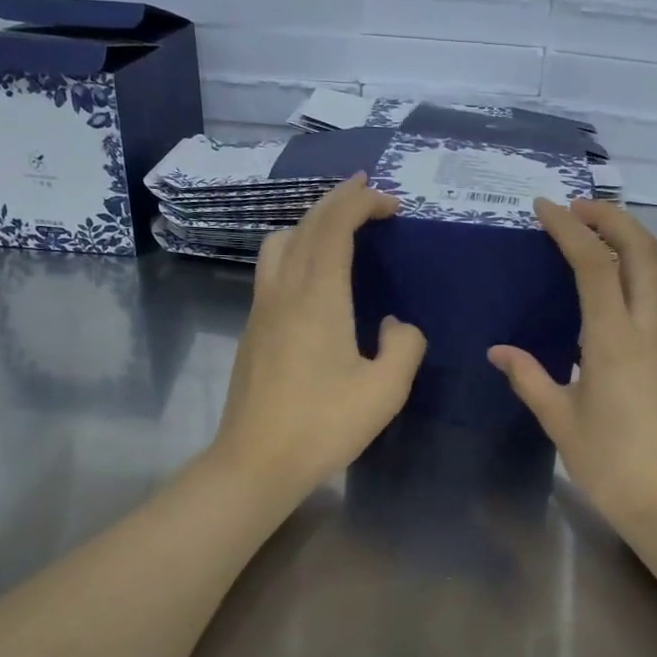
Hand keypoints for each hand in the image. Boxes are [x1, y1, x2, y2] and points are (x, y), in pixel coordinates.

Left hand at [210, 174, 426, 501]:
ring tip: (338, 231)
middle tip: (367, 195)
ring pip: (279, 244)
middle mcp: (284, 292)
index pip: (334, 228)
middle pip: (305, 226)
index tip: (388, 200)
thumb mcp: (385, 390)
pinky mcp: (252, 331)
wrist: (257, 462)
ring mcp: (262, 310)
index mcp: (318, 298)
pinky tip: (315, 278)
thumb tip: (396, 325)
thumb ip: (404, 347)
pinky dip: (297, 251)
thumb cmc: (324, 425)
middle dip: (337, 202)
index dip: (360, 204)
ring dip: (310, 224)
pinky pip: (272, 270)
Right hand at [489, 198, 656, 535]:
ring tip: (584, 259)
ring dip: (622, 255)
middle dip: (612, 217)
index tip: (545, 207)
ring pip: (653, 281)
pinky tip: (603, 330)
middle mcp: (651, 330)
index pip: (595, 264)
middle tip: (578, 208)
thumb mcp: (560, 419)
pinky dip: (629, 300)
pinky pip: (654, 318)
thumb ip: (528, 377)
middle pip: (643, 250)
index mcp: (614, 340)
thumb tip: (499, 351)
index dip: (570, 228)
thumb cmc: (609, 463)